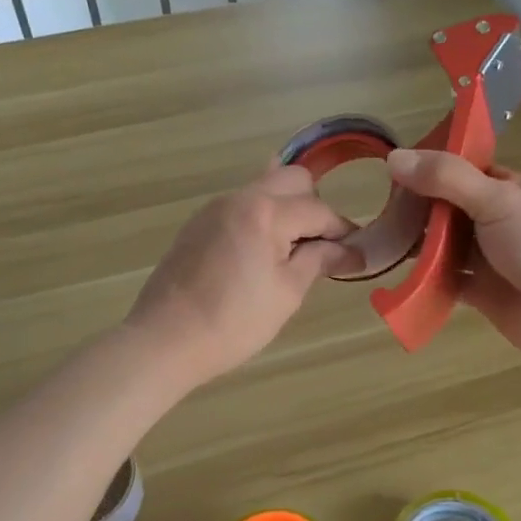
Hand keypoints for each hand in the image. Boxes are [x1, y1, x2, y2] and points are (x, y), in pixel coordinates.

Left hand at [128, 164, 359, 387]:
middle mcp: (239, 198)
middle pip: (291, 180)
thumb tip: (353, 250)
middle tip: (319, 246)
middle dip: (313, 207)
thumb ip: (319, 261)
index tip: (355, 253)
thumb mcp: (287, 293)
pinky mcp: (197, 224)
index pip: (318, 210)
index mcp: (265, 212)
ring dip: (285, 209)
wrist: (165, 339)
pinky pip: (240, 206)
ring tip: (290, 252)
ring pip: (263, 189)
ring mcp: (214, 208)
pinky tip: (259, 254)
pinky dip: (259, 218)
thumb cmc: (234, 322)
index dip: (342, 231)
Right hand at [386, 149, 520, 361]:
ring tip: (378, 244)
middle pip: (445, 208)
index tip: (388, 172)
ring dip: (416, 245)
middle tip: (376, 212)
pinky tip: (398, 277)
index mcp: (504, 188)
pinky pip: (443, 281)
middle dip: (415, 210)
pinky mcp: (479, 291)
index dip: (426, 168)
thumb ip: (446, 178)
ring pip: (441, 245)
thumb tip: (393, 157)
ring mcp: (487, 257)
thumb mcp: (495, 199)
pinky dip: (423, 280)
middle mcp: (494, 219)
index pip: (458, 169)